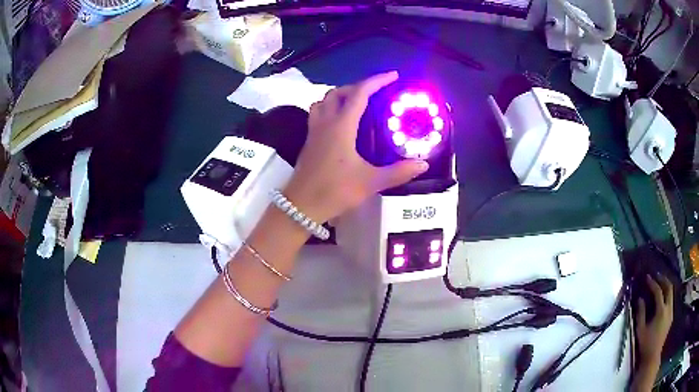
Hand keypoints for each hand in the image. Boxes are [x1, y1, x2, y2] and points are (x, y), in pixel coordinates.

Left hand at [284, 71, 428, 222]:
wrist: (301, 206)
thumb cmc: (334, 191)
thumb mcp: (370, 182)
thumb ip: (398, 172)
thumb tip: (423, 165)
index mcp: (341, 126)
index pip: (359, 93)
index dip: (377, 81)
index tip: (393, 76)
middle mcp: (325, 123)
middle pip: (338, 92)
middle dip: (359, 86)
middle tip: (377, 92)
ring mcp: (314, 131)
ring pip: (324, 101)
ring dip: (340, 95)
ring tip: (358, 102)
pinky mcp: (309, 140)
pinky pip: (318, 113)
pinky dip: (330, 107)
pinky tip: (341, 122)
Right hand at [636, 274, 673, 366]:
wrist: (652, 356)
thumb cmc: (645, 344)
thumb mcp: (640, 330)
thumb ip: (641, 313)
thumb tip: (640, 298)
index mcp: (661, 310)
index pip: (658, 292)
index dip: (653, 283)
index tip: (647, 277)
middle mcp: (668, 308)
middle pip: (669, 287)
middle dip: (663, 279)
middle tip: (657, 275)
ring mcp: (671, 312)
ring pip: (671, 293)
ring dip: (666, 286)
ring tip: (660, 284)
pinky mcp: (671, 316)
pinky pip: (671, 300)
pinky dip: (667, 295)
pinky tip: (663, 298)